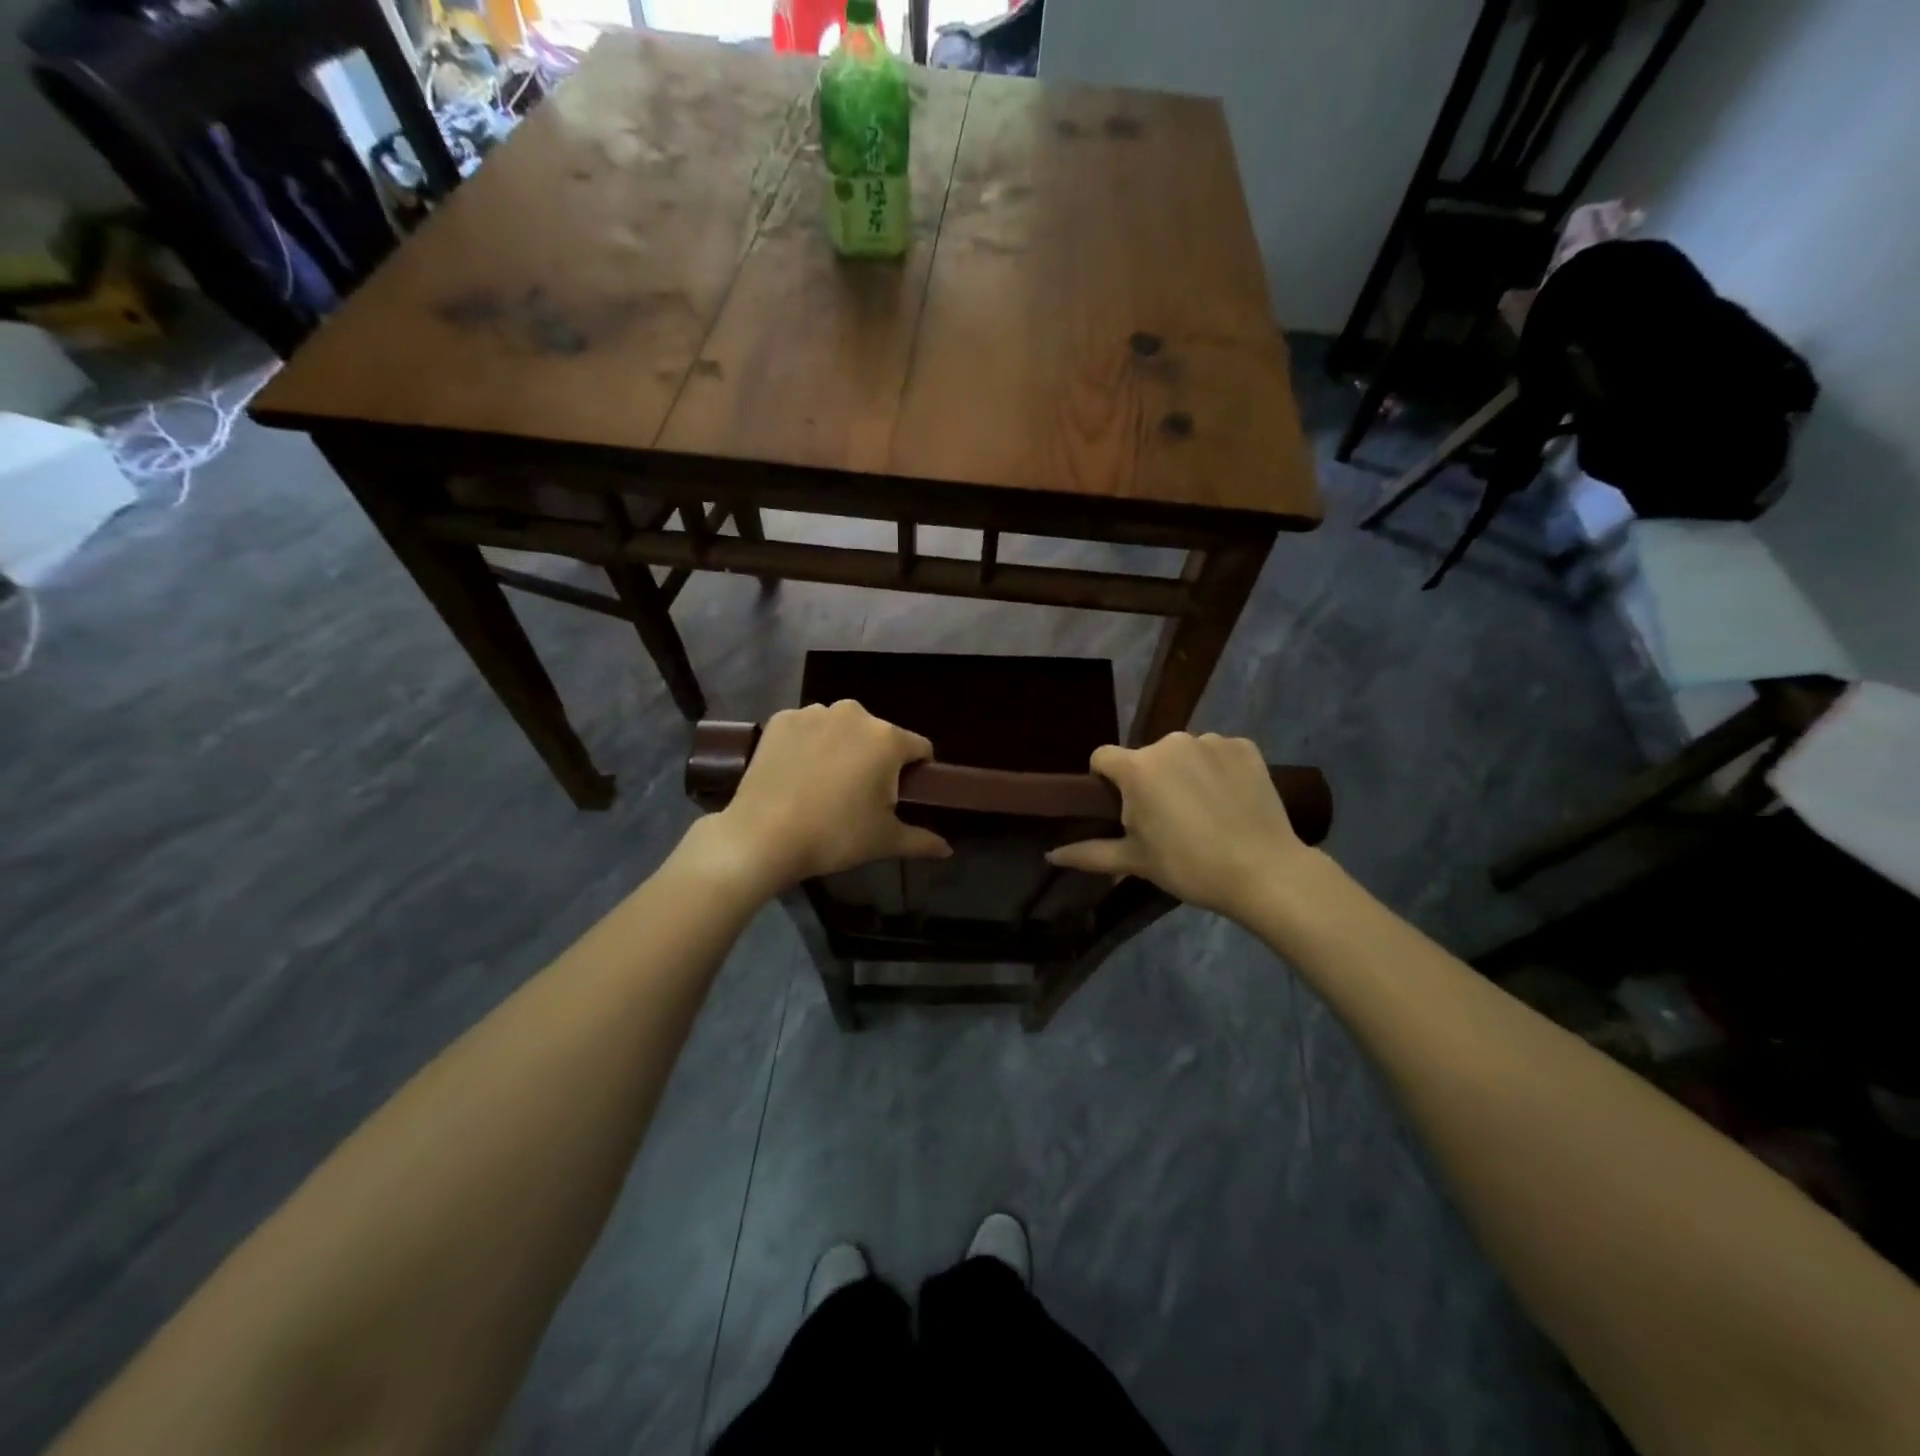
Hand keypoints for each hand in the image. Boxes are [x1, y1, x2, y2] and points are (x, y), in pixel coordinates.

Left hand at [685, 701, 950, 896]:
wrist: (763, 836)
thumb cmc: (835, 836)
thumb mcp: (885, 841)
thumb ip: (922, 840)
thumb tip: (948, 850)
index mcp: (887, 739)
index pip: (919, 748)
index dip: (916, 771)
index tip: (901, 796)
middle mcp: (854, 714)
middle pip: (878, 735)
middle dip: (875, 759)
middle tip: (859, 796)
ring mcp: (814, 713)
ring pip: (841, 729)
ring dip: (841, 748)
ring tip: (823, 784)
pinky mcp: (781, 719)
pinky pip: (807, 728)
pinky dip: (807, 744)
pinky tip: (796, 773)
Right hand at [1047, 732, 1311, 918]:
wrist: (1264, 871)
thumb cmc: (1189, 866)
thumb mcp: (1135, 861)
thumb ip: (1089, 853)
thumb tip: (1050, 855)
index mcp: (1137, 768)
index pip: (1102, 758)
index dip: (1104, 781)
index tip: (1121, 810)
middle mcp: (1170, 743)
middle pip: (1145, 757)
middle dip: (1148, 781)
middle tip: (1166, 821)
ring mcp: (1211, 741)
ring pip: (1183, 754)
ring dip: (1183, 774)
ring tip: (1203, 812)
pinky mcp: (1245, 746)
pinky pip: (1218, 752)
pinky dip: (1218, 770)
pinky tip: (1229, 801)